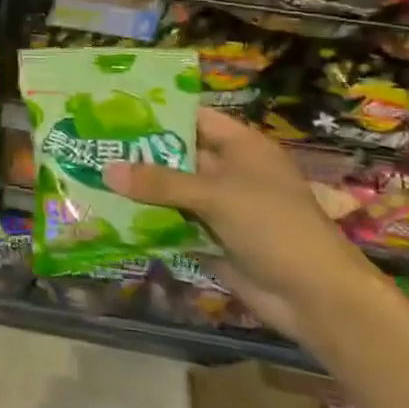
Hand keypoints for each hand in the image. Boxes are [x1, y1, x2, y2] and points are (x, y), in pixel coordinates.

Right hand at [103, 108, 377, 337]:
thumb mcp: (215, 195)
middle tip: (92, 145)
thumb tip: (106, 170)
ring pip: (173, 192)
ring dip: (141, 190)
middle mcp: (230, 172)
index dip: (158, 113)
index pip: (194, 118)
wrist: (316, 297)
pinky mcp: (214, 240)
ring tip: (91, 177)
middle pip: (179, 156)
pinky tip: (112, 216)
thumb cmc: (273, 226)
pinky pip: (175, 224)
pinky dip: (150, 221)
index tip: (115, 110)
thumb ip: (160, 182)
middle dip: (140, 154)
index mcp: (241, 147)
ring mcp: (222, 208)